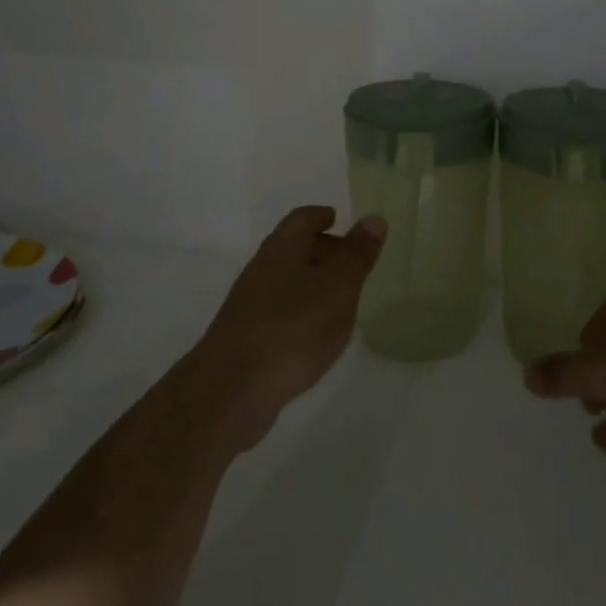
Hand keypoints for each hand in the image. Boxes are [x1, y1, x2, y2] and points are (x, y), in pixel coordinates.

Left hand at [194, 205, 385, 447]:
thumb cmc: (293, 328)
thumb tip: (374, 218)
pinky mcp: (246, 337)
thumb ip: (357, 255)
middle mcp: (262, 269)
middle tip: (349, 261)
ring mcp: (249, 304)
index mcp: (282, 248)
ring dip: (311, 283)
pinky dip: (300, 311)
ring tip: (339, 300)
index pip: (302, 219)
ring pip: (285, 281)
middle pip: (292, 248)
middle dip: (320, 249)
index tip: (338, 219)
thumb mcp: (337, 288)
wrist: (231, 389)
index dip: (321, 216)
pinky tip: (315, 334)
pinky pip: (279, 311)